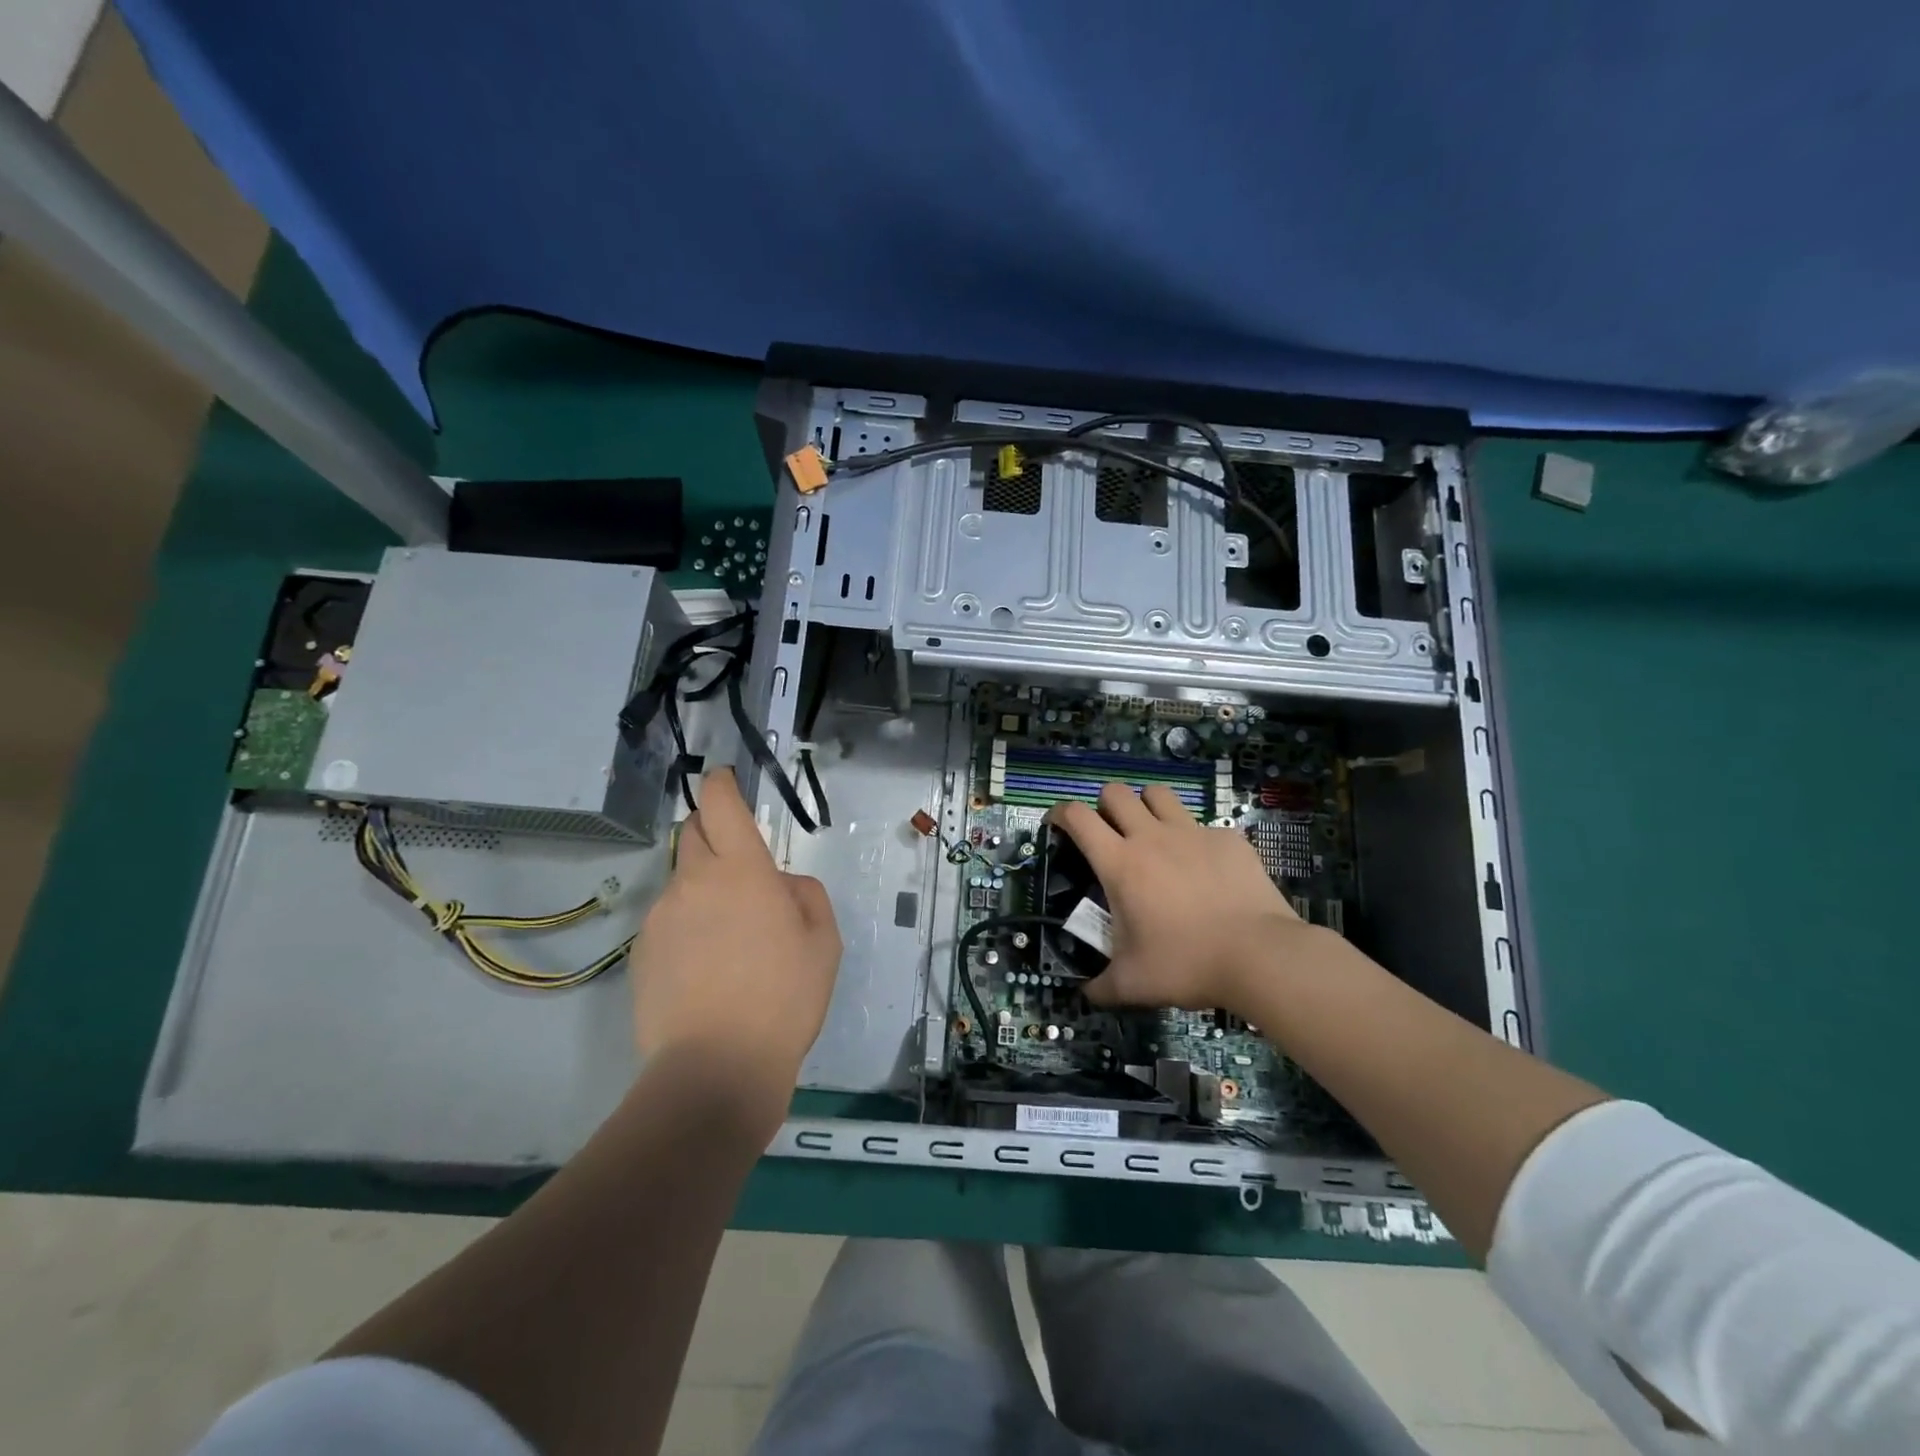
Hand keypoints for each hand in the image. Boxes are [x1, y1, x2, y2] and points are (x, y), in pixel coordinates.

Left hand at [630, 770, 840, 1125]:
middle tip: (741, 868)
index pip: (721, 806)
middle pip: (692, 834)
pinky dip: (687, 926)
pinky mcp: (640, 953)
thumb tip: (780, 884)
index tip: (724, 779)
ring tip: (729, 939)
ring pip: (682, 882)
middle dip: (712, 833)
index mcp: (741, 871)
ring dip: (703, 888)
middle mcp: (693, 882)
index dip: (722, 785)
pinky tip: (706, 970)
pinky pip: (669, 921)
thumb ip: (804, 894)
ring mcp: (660, 917)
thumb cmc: (782, 998)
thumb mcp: (823, 941)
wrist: (714, 1069)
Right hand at [1048, 782, 1316, 1014]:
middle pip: (1115, 792)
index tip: (1055, 823)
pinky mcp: (1228, 839)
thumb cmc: (1186, 964)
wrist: (1259, 956)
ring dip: (1147, 807)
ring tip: (1152, 834)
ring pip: (1158, 794)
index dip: (1059, 813)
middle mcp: (1152, 837)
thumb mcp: (1134, 983)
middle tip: (1108, 833)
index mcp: (1120, 863)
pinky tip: (1204, 867)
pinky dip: (1195, 838)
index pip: (1077, 817)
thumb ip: (1102, 987)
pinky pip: (1203, 825)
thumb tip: (1086, 995)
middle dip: (1104, 805)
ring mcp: (1193, 833)